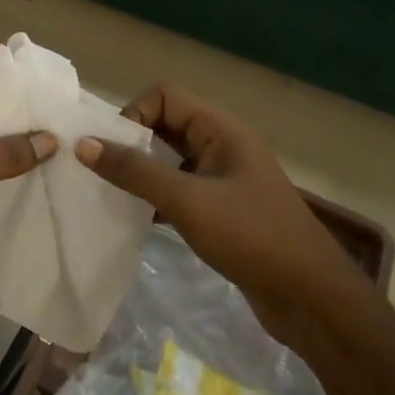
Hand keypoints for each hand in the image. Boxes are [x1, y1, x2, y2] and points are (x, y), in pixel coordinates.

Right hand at [75, 86, 360, 334]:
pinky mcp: (222, 210)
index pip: (165, 96)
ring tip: (110, 193)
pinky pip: (178, 189)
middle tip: (101, 170)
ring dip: (140, 172)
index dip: (134, 114)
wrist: (311, 298)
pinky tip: (135, 219)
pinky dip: (155, 197)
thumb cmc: (252, 237)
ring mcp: (223, 179)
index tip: (113, 150)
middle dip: (131, 142)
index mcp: (221, 130)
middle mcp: (222, 146)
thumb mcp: (187, 201)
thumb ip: (134, 171)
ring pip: (170, 160)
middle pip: (165, 125)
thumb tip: (84, 144)